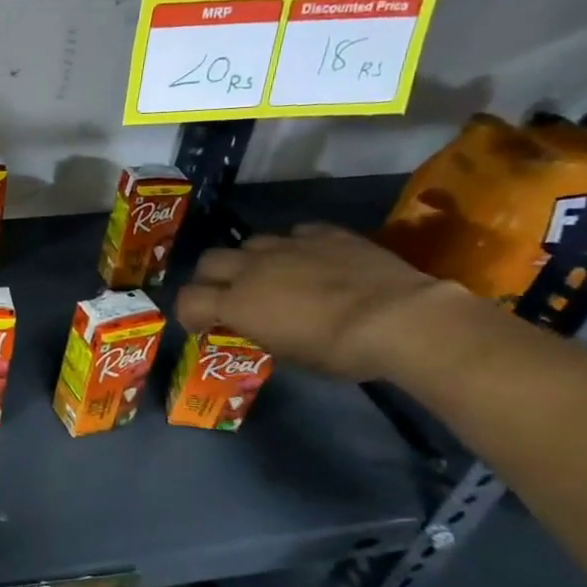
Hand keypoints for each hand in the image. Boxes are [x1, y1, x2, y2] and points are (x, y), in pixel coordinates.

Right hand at [175, 224, 477, 381]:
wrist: (398, 318)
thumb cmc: (338, 350)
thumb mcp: (289, 354)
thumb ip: (261, 331)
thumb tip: (257, 325)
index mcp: (237, 302)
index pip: (188, 299)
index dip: (189, 313)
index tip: (202, 326)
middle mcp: (253, 267)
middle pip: (209, 261)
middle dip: (211, 278)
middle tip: (228, 296)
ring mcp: (289, 245)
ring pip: (250, 242)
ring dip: (251, 260)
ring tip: (270, 276)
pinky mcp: (325, 234)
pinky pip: (296, 232)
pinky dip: (295, 246)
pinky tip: (310, 259)